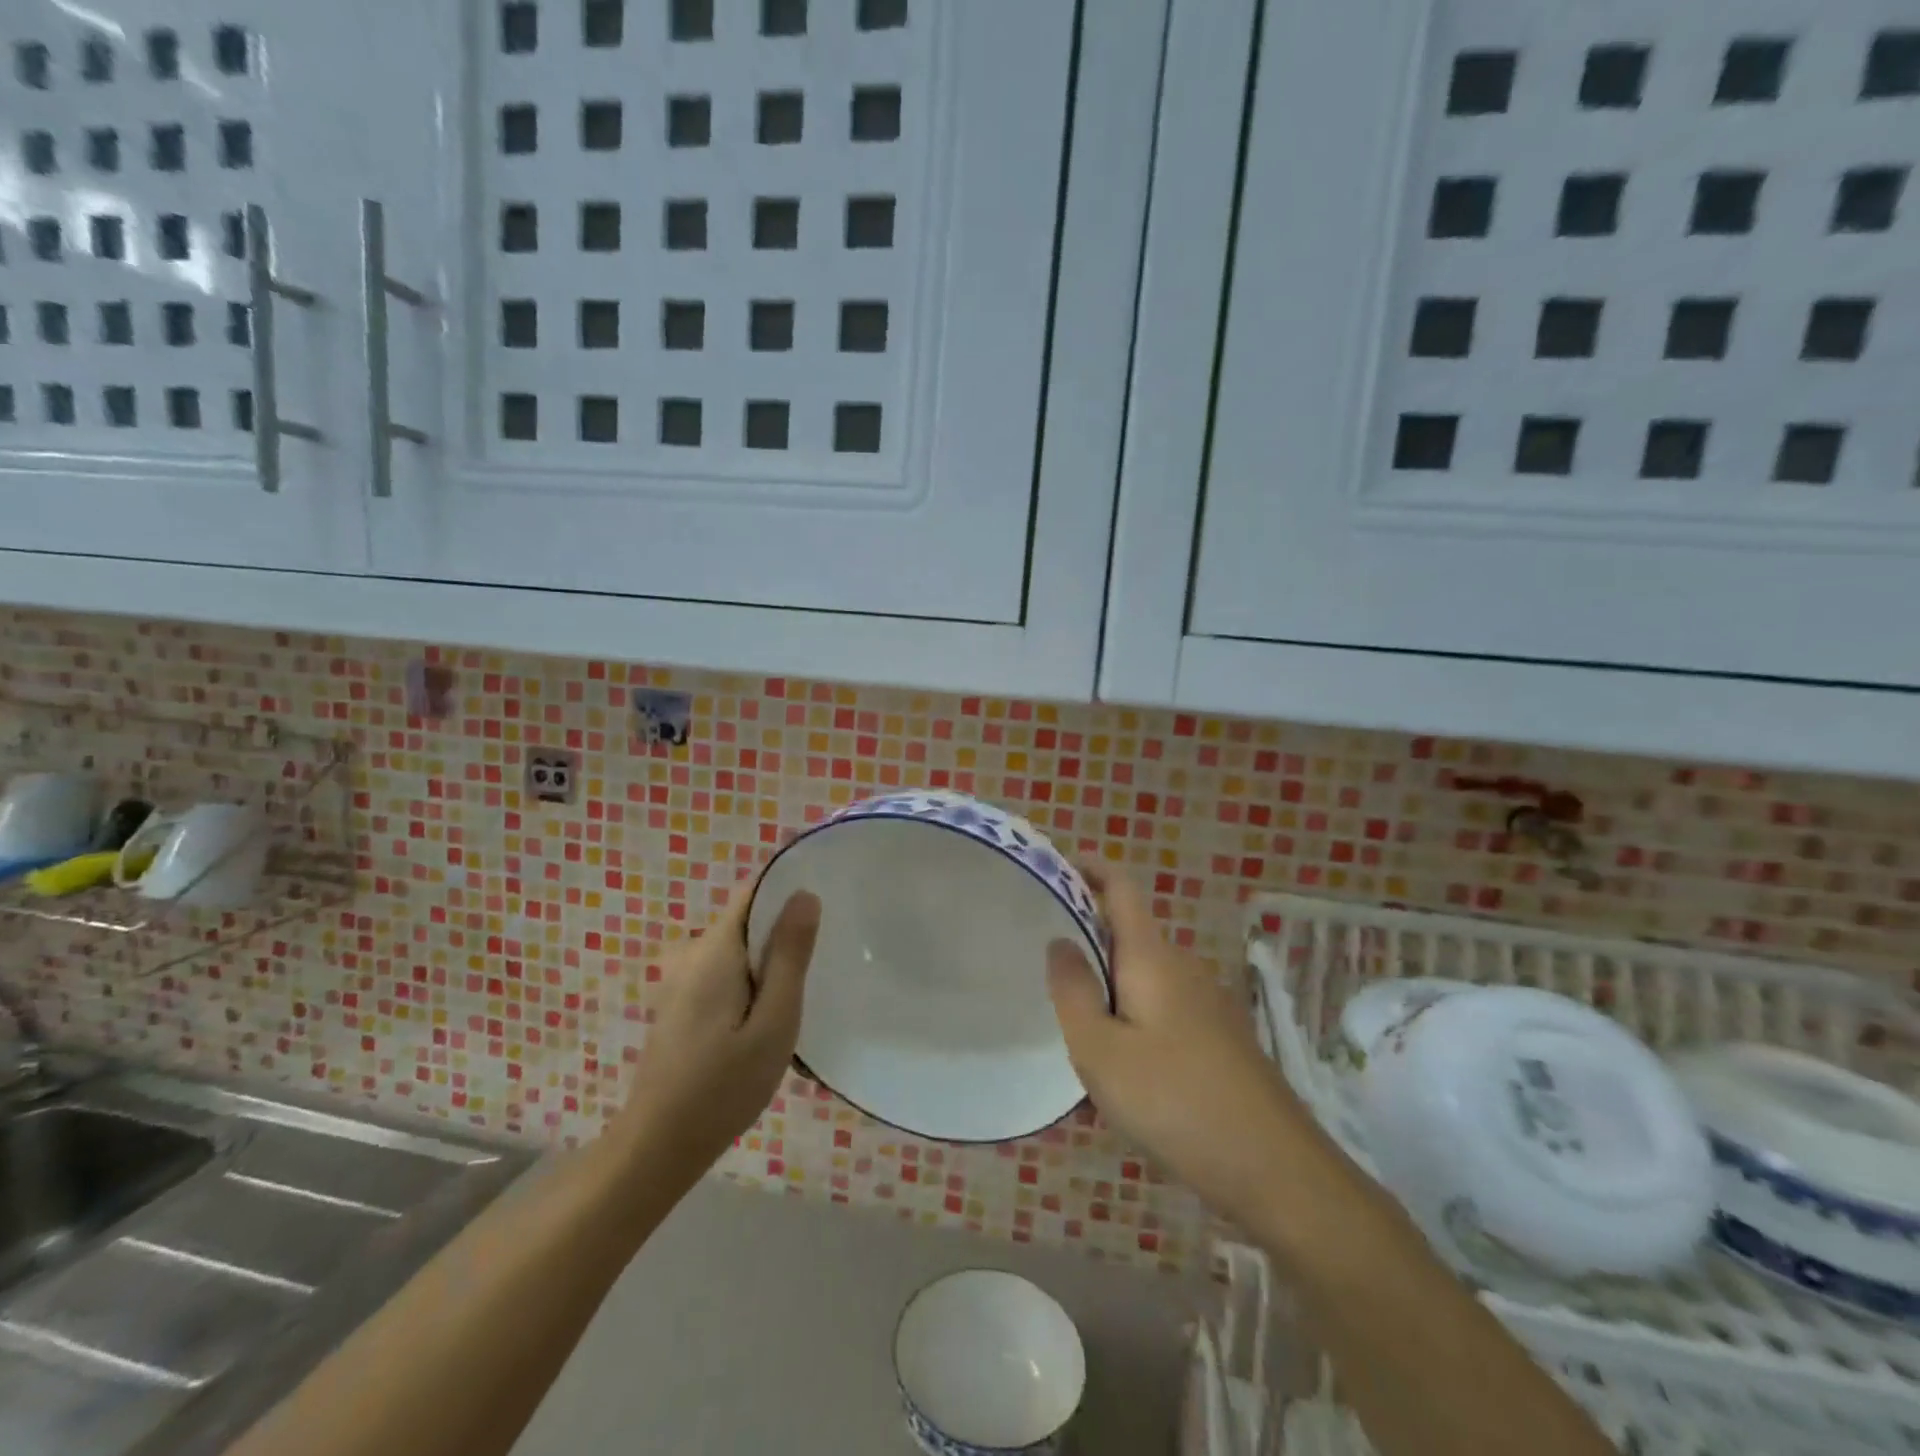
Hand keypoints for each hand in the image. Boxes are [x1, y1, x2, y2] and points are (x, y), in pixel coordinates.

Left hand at [618, 879, 821, 1177]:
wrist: (657, 1148)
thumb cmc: (722, 1086)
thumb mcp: (774, 1022)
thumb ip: (789, 956)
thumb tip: (805, 893)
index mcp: (714, 949)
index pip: (753, 893)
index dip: (787, 893)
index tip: (822, 914)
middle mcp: (691, 953)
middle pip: (746, 921)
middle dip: (782, 935)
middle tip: (819, 966)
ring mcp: (679, 980)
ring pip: (735, 950)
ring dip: (766, 964)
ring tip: (797, 996)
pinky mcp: (678, 1004)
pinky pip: (721, 973)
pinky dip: (747, 983)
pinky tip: (764, 1021)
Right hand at [1048, 865, 1308, 1230]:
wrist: (1277, 1172)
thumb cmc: (1176, 1101)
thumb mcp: (1101, 1051)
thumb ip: (1073, 991)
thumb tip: (1058, 941)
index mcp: (1152, 956)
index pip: (1120, 887)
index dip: (1088, 867)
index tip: (1052, 868)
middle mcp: (1182, 968)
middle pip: (1126, 935)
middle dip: (1085, 943)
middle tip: (1041, 970)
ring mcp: (1206, 1005)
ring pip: (1140, 982)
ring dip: (1105, 995)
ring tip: (1071, 1036)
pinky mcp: (1217, 1041)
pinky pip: (1159, 1015)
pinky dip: (1129, 1027)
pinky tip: (1115, 1080)